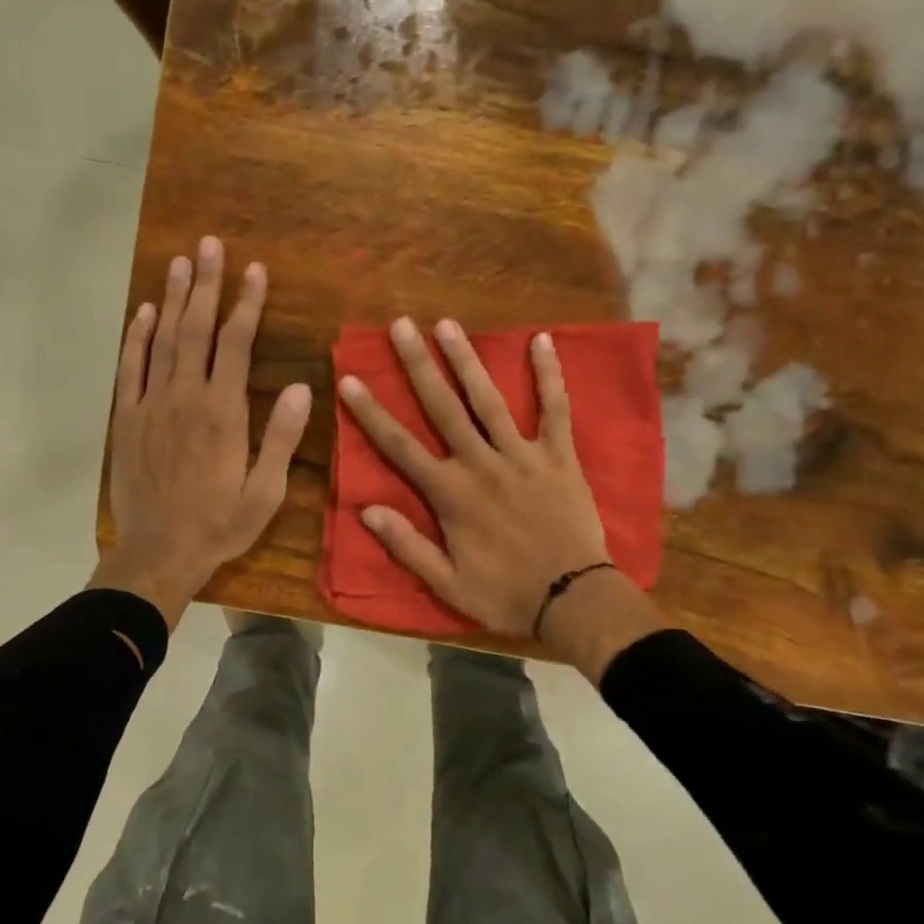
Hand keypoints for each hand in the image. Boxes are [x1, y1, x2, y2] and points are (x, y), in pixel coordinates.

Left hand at [92, 237, 311, 628]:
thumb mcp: (265, 491)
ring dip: (172, 299)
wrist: (158, 553)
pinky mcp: (128, 420)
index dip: (246, 304)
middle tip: (211, 245)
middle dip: (206, 284)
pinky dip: (136, 337)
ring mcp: (151, 406)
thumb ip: (281, 437)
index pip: (236, 344)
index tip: (255, 270)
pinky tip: (142, 312)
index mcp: (223, 413)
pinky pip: (131, 369)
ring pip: (162, 340)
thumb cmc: (219, 525)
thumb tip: (300, 386)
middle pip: (196, 329)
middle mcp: (185, 398)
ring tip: (180, 262)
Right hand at [338, 317, 615, 639]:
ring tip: (447, 324)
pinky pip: (556, 409)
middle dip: (419, 365)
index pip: (401, 447)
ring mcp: (523, 455)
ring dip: (467, 360)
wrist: (573, 600)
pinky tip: (542, 340)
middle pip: (444, 408)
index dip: (372, 413)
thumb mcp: (448, 583)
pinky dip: (549, 375)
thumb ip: (407, 545)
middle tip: (401, 326)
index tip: (350, 379)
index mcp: (451, 494)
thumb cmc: (506, 594)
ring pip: (490, 400)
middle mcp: (482, 464)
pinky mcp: (560, 456)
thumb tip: (366, 510)